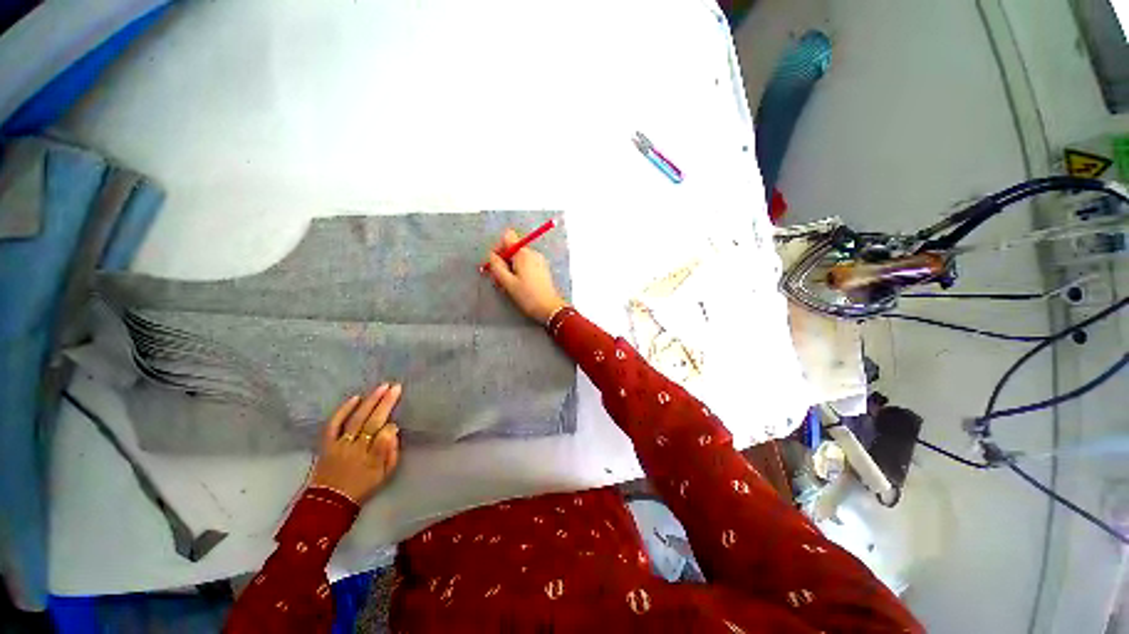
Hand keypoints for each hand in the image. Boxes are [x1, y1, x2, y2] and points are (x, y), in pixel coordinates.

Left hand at [309, 384, 401, 503]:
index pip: (385, 437)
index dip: (391, 428)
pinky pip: (333, 424)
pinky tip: (355, 398)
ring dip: (369, 402)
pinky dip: (343, 410)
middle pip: (373, 423)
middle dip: (385, 404)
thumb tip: (393, 431)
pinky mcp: (327, 444)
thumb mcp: (384, 475)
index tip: (396, 422)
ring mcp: (340, 445)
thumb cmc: (362, 486)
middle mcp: (356, 450)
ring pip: (356, 419)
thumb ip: (391, 453)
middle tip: (396, 387)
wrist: (329, 501)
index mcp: (372, 460)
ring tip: (382, 387)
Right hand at [484, 228, 567, 323]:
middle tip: (499, 278)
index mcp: (523, 253)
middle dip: (504, 260)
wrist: (550, 308)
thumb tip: (491, 256)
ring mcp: (539, 260)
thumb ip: (496, 266)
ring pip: (519, 257)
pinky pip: (527, 264)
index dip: (499, 247)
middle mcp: (532, 253)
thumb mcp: (508, 282)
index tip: (495, 262)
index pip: (508, 236)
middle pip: (513, 248)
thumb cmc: (528, 296)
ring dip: (511, 267)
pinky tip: (518, 285)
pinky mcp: (542, 268)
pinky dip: (520, 271)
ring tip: (509, 285)